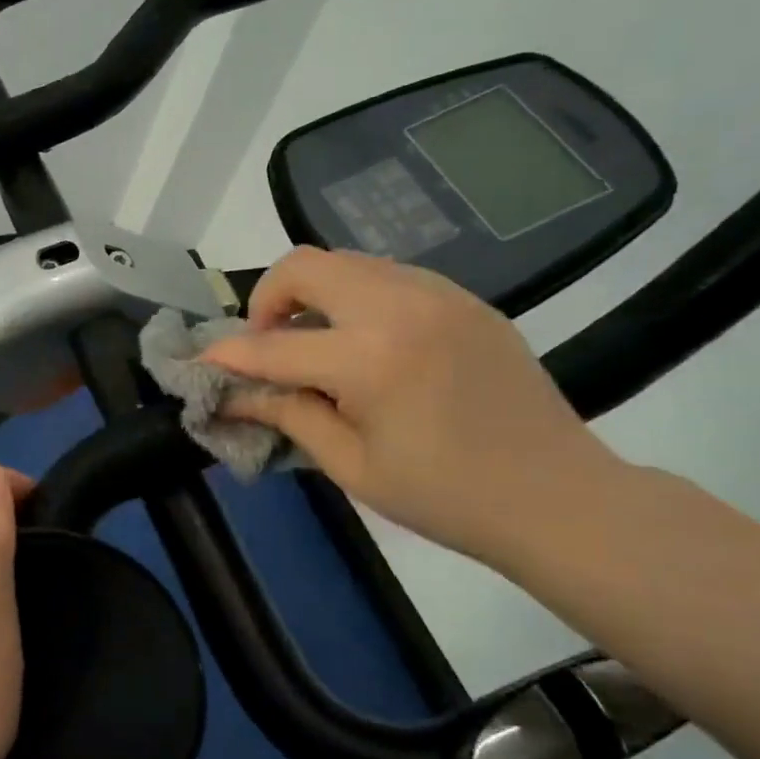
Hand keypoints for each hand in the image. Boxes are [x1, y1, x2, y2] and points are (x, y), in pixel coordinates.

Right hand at [203, 247, 623, 563]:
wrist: (558, 497)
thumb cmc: (446, 497)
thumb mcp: (353, 466)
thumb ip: (288, 417)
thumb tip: (233, 397)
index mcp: (371, 359)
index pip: (274, 347)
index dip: (228, 355)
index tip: (201, 362)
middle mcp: (401, 307)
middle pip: (306, 265)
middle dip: (268, 299)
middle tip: (267, 344)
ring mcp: (439, 295)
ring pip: (347, 262)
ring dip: (313, 293)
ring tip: (314, 343)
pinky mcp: (464, 299)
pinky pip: (389, 276)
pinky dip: (356, 297)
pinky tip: (365, 343)